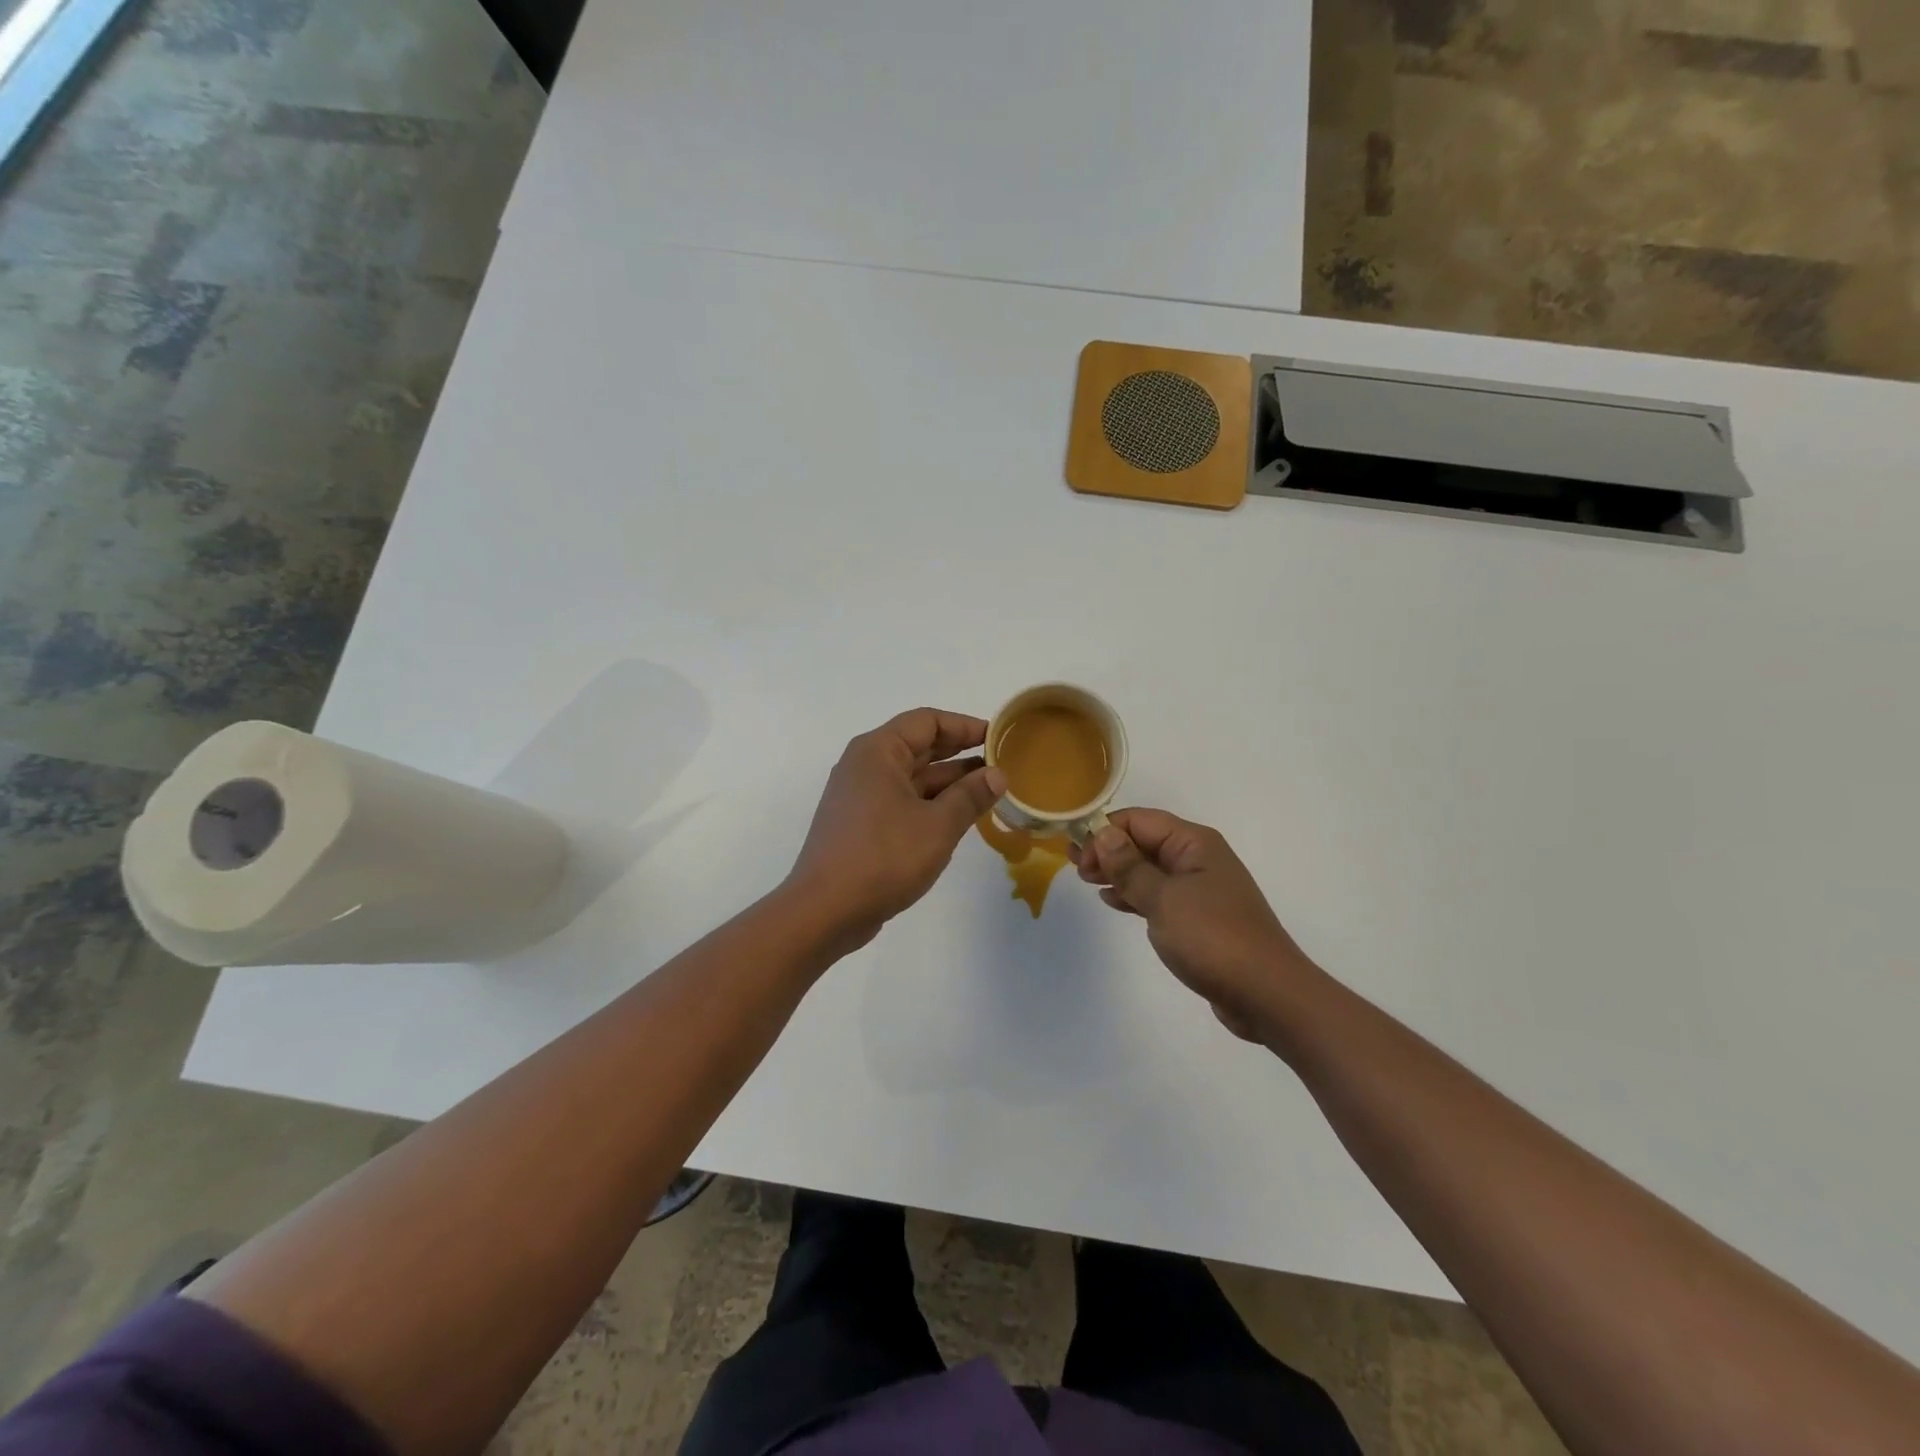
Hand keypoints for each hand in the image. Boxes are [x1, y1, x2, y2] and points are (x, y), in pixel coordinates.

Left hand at [786, 708, 1006, 952]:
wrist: (825, 911)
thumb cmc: (883, 857)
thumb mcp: (938, 825)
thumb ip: (971, 796)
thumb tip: (998, 774)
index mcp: (878, 752)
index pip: (927, 721)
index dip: (965, 726)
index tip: (999, 738)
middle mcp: (865, 766)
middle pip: (919, 746)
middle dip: (960, 753)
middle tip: (1001, 763)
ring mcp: (860, 796)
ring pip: (912, 777)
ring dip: (949, 782)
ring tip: (990, 792)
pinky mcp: (861, 824)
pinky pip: (902, 801)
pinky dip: (931, 804)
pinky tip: (959, 817)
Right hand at [1075, 809, 1315, 1042]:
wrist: (1266, 994)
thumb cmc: (1213, 938)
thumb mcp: (1163, 899)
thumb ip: (1130, 866)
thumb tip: (1103, 833)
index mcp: (1194, 843)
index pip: (1139, 820)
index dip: (1105, 833)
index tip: (1078, 859)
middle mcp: (1198, 858)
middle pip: (1144, 841)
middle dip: (1109, 850)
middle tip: (1075, 869)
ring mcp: (1200, 888)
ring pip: (1149, 869)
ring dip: (1119, 872)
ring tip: (1087, 882)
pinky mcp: (1199, 917)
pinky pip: (1159, 894)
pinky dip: (1134, 894)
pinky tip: (1114, 902)